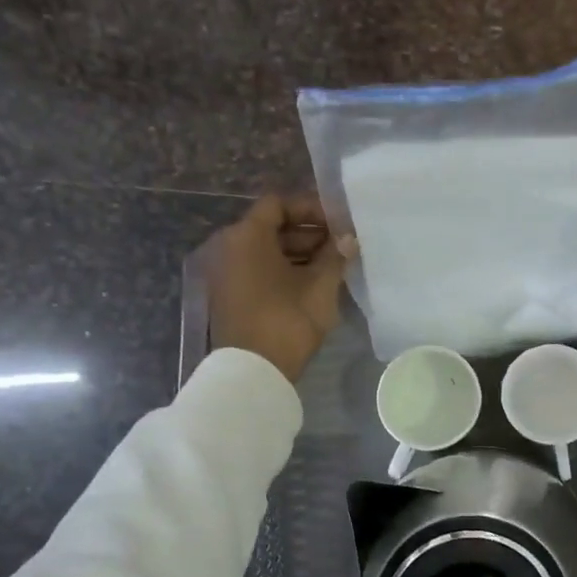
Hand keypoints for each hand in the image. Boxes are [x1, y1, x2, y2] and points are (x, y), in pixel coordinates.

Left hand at [209, 194, 354, 382]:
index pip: (278, 204)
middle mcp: (231, 248)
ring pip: (267, 251)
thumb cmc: (287, 320)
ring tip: (334, 265)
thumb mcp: (319, 286)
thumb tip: (348, 239)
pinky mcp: (233, 296)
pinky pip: (260, 270)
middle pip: (272, 227)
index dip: (310, 208)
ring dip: (300, 253)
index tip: (337, 222)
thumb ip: (335, 256)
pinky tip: (314, 283)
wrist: (253, 372)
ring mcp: (228, 274)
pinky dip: (285, 271)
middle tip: (341, 245)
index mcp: (247, 236)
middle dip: (309, 233)